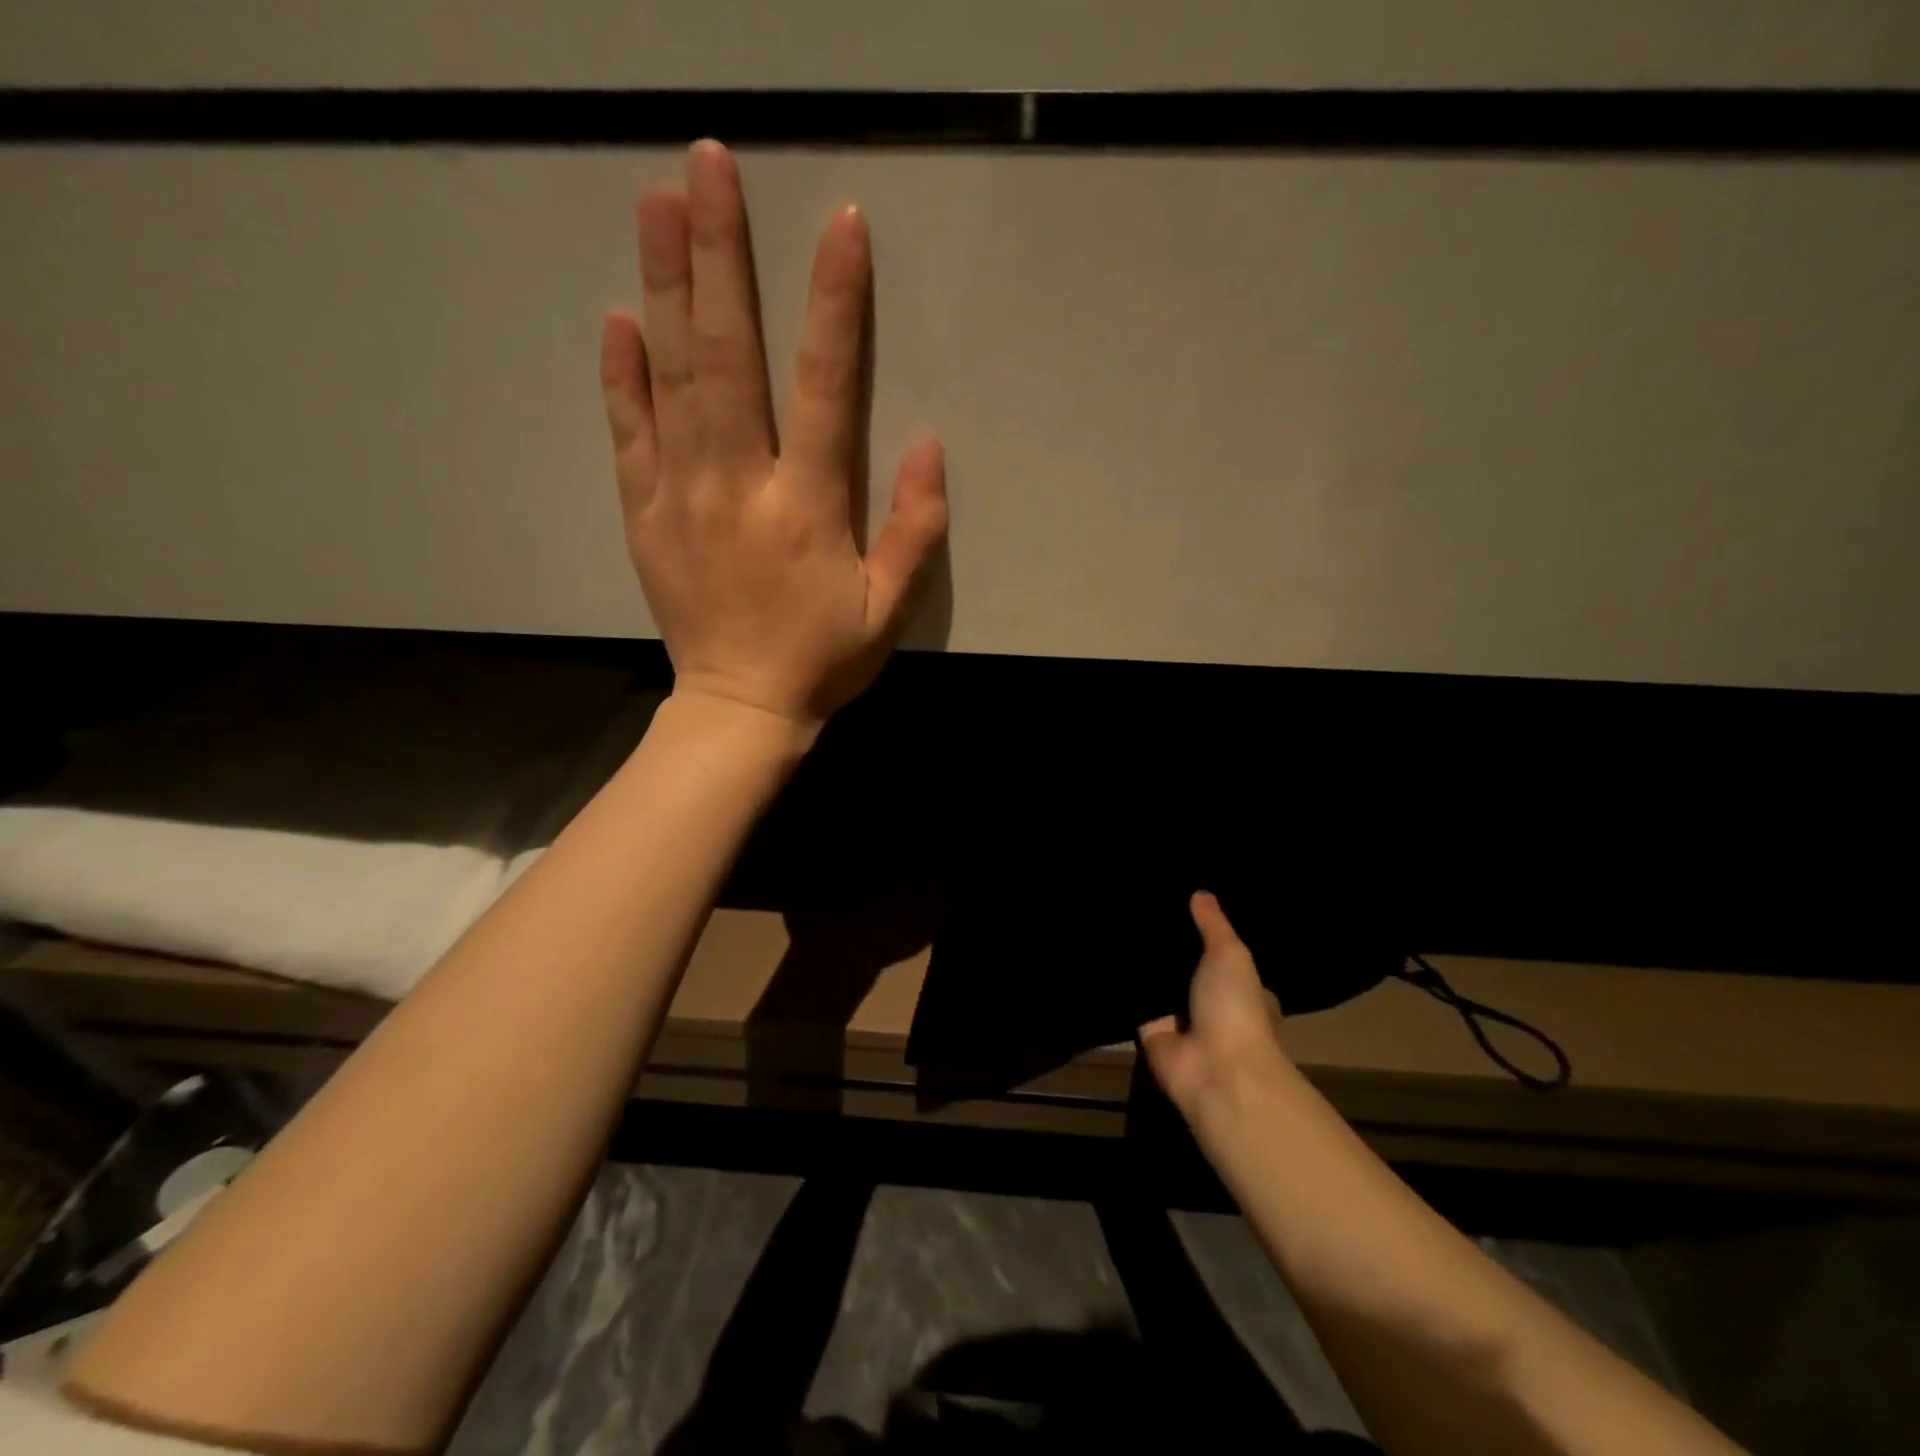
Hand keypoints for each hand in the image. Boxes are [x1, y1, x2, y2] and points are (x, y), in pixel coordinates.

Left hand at [599, 140, 948, 730]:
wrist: (740, 708)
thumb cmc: (822, 659)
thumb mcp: (889, 609)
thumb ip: (915, 530)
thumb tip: (928, 444)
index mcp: (807, 507)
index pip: (823, 386)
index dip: (833, 304)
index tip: (839, 224)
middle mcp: (739, 486)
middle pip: (728, 356)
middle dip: (720, 255)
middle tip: (708, 165)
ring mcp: (682, 496)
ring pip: (671, 378)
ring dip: (664, 285)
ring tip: (656, 201)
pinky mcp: (644, 514)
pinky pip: (628, 434)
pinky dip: (621, 375)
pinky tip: (618, 318)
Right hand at [1139, 893, 1300, 1127]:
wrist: (1214, 1071)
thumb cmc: (1235, 1008)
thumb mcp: (1230, 954)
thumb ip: (1213, 925)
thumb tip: (1201, 893)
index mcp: (1245, 991)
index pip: (1225, 959)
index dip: (1208, 939)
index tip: (1183, 910)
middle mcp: (1214, 1008)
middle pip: (1188, 971)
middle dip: (1171, 952)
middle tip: (1141, 910)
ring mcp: (1182, 1022)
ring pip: (1160, 986)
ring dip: (1145, 967)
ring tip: (1117, 923)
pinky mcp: (1151, 1033)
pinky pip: (1135, 1002)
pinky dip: (1123, 985)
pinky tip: (1103, 954)